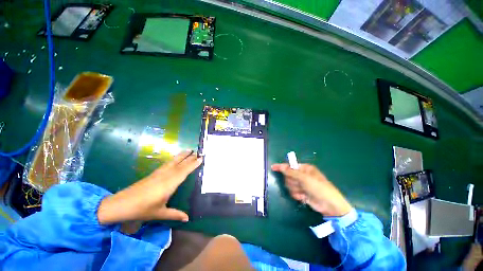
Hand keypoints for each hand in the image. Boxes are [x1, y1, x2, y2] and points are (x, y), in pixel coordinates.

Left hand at [98, 150, 202, 223]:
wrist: (121, 204)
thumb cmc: (142, 209)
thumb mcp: (160, 213)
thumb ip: (175, 214)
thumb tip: (187, 218)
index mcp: (169, 184)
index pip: (184, 171)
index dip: (193, 164)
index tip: (201, 158)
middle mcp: (165, 176)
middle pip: (180, 164)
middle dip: (190, 157)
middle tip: (198, 152)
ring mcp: (159, 173)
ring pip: (173, 162)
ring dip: (182, 155)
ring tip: (189, 150)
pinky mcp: (153, 174)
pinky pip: (167, 164)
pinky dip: (174, 159)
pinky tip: (175, 158)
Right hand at [271, 163, 351, 216]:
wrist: (329, 205)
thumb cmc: (318, 187)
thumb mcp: (304, 178)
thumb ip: (291, 172)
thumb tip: (281, 166)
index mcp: (304, 168)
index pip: (289, 166)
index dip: (281, 167)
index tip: (273, 167)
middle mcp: (302, 175)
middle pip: (288, 176)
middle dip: (292, 181)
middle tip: (299, 184)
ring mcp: (301, 184)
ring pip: (289, 185)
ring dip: (295, 189)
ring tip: (303, 192)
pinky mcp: (301, 192)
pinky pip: (292, 192)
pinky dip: (297, 195)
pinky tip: (303, 197)